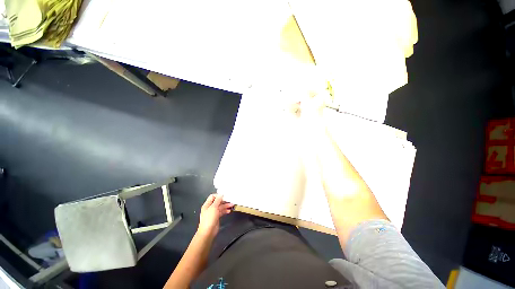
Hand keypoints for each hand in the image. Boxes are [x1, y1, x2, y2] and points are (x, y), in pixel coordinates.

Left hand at [197, 194, 233, 237]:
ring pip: (220, 207)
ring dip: (226, 205)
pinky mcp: (216, 217)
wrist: (208, 232)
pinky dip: (225, 211)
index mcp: (207, 205)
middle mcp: (210, 208)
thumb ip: (218, 200)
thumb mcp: (214, 207)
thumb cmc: (209, 219)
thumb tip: (221, 194)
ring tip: (231, 205)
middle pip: (218, 202)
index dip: (218, 196)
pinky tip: (229, 211)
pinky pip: (221, 212)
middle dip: (224, 201)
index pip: (213, 196)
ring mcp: (213, 213)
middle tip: (230, 200)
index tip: (224, 196)